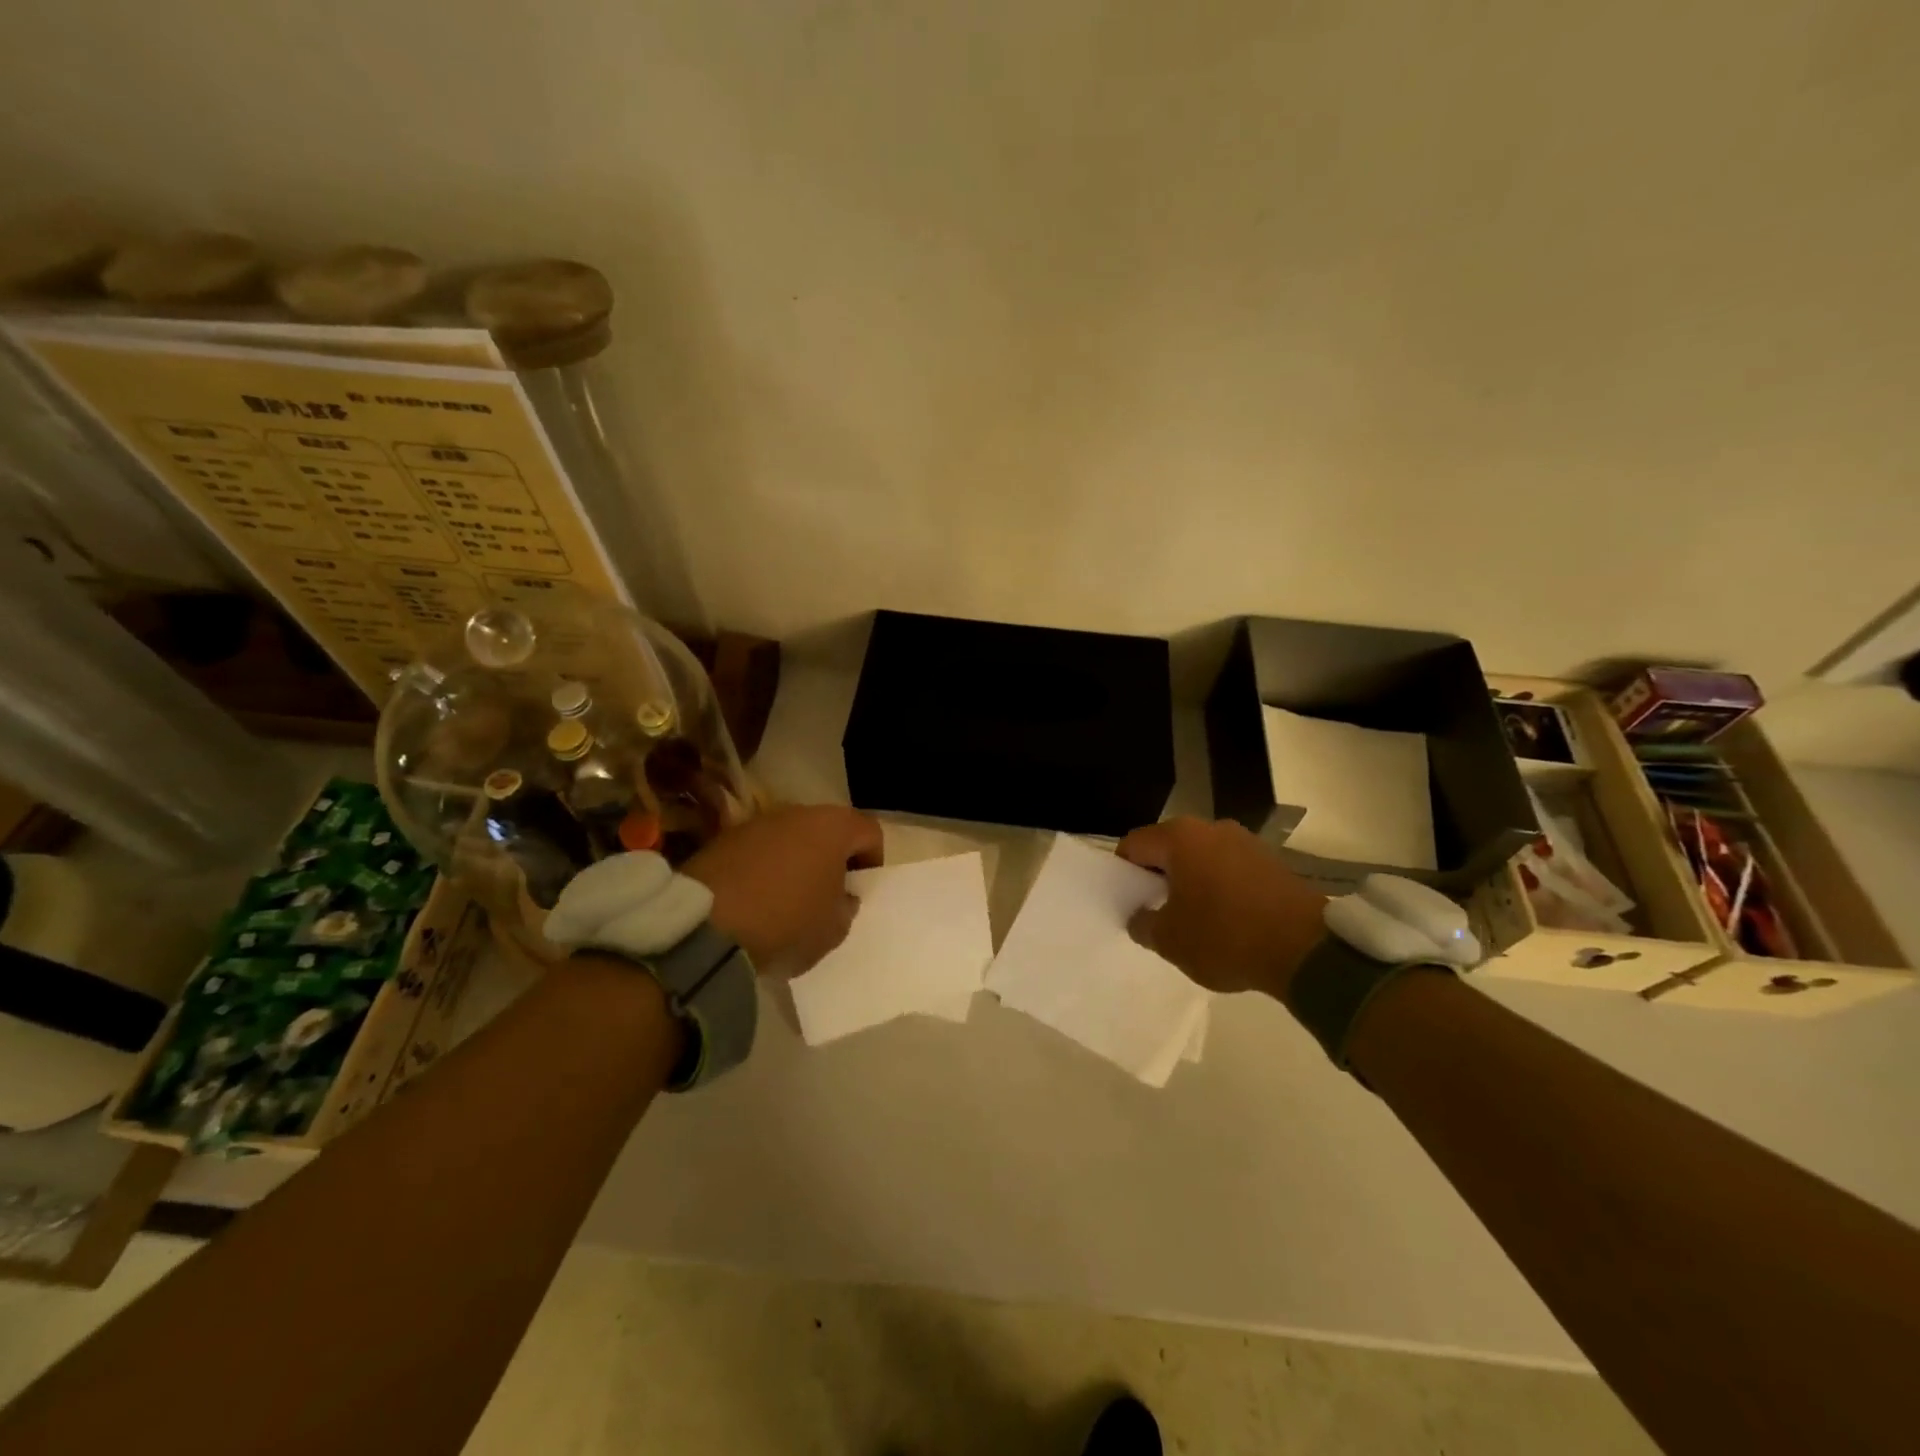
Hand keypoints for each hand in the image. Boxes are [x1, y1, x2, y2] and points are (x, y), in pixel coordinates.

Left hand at [682, 805, 883, 976]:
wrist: (706, 927)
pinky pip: (758, 850)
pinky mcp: (724, 838)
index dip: (872, 861)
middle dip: (832, 858)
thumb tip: (841, 895)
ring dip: (796, 861)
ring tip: (788, 899)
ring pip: (791, 838)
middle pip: (828, 830)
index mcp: (834, 827)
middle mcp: (797, 813)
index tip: (860, 891)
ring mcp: (757, 822)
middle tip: (826, 895)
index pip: (870, 832)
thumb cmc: (787, 922)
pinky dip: (763, 868)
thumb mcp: (834, 929)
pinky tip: (756, 900)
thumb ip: (846, 906)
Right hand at [1117, 817, 1327, 996]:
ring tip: (1194, 919)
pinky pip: (1230, 869)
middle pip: (1169, 848)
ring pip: (1201, 858)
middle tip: (1157, 912)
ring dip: (1191, 882)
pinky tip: (1226, 920)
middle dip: (1159, 877)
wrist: (1306, 950)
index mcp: (1179, 837)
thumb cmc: (1225, 937)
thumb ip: (1142, 924)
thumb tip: (1140, 916)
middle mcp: (1212, 828)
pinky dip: (1221, 888)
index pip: (1134, 845)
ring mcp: (1246, 841)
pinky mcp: (1272, 861)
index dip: (1124, 874)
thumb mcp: (1169, 941)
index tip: (1128, 902)